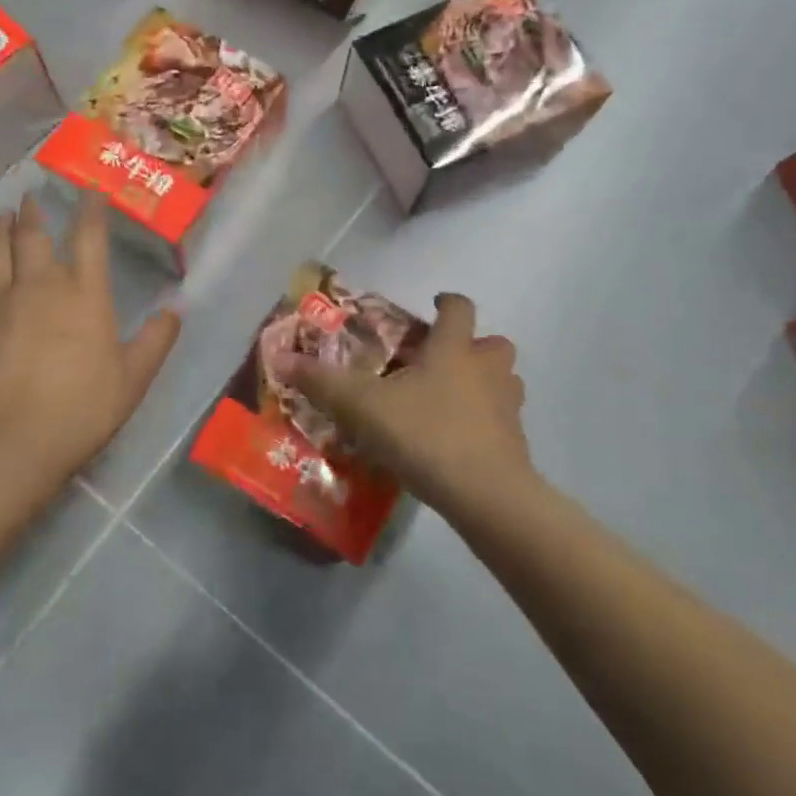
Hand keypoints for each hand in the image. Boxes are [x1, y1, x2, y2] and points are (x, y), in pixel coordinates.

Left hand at [0, 193, 179, 495]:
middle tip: (32, 195)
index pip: (89, 237)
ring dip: (1, 228)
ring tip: (3, 216)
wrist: (12, 441)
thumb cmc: (81, 409)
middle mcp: (40, 285)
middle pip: (34, 234)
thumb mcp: (133, 379)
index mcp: (84, 294)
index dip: (91, 210)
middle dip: (35, 211)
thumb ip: (156, 340)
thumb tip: (176, 309)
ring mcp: (0, 300)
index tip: (90, 192)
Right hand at [284, 293, 531, 517]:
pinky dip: (485, 422)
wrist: (485, 494)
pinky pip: (502, 420)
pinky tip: (457, 441)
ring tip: (450, 400)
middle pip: (494, 343)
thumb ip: (322, 382)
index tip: (435, 305)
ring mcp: (507, 407)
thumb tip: (280, 358)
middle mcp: (487, 370)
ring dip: (483, 383)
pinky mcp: (515, 443)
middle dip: (473, 346)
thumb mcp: (362, 406)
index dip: (448, 302)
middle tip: (441, 360)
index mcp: (454, 350)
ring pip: (504, 381)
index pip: (460, 308)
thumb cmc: (425, 434)